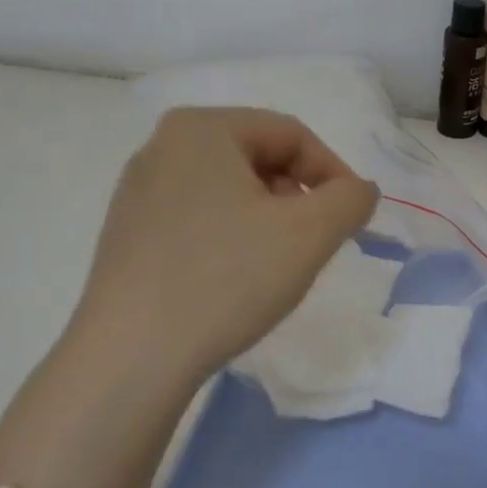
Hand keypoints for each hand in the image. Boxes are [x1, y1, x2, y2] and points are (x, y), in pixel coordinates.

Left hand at [66, 107, 378, 387]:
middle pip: (258, 157)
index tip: (352, 218)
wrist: (130, 359)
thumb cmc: (226, 279)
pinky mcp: (127, 232)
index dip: (333, 172)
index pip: (291, 134)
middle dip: (297, 196)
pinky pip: (197, 216)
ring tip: (277, 263)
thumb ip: (351, 198)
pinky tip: (235, 278)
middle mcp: (162, 146)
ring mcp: (138, 190)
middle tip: (314, 242)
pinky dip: (231, 235)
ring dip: (268, 218)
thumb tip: (359, 190)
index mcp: (201, 128)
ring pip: (229, 189)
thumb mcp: (309, 234)